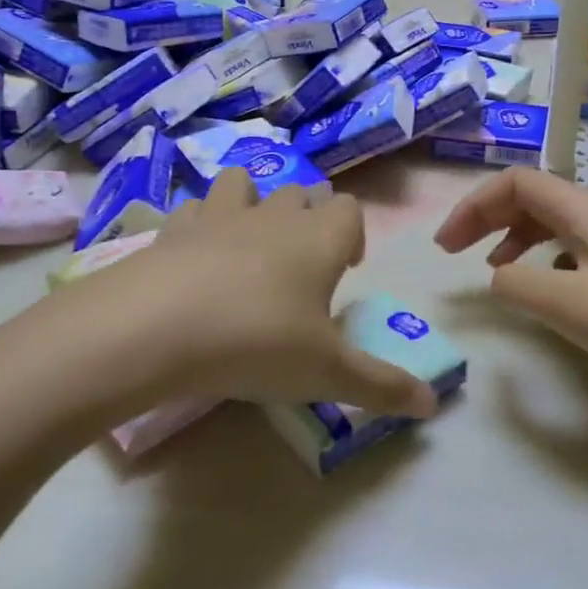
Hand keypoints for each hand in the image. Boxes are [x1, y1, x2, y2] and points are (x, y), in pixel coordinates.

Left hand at [66, 169, 437, 419]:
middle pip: (300, 194)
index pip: (349, 209)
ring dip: (251, 204)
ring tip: (247, 249)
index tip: (344, 270)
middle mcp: (273, 216)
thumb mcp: (327, 374)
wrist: (154, 328)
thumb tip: (433, 404)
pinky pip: (193, 209)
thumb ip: (382, 386)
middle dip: (306, 220)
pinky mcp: (172, 229)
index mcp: (318, 239)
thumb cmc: (257, 343)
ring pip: (244, 184)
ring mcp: (219, 216)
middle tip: (300, 270)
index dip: (352, 234)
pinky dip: (199, 225)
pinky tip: (193, 260)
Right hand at [433, 167, 587, 410]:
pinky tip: (542, 289)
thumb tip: (495, 279)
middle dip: (486, 217)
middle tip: (454, 251)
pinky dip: (540, 260)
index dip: (473, 206)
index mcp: (582, 209)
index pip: (515, 183)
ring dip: (511, 236)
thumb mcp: (568, 303)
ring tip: (492, 268)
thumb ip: (517, 284)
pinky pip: (568, 250)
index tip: (445, 247)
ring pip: (549, 223)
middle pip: (530, 197)